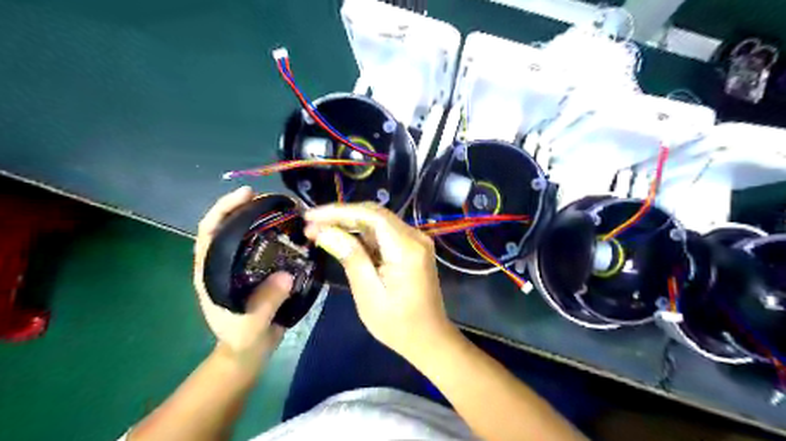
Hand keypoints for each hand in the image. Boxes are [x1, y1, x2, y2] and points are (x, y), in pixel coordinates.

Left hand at [193, 188, 293, 359]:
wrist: (249, 351)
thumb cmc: (242, 339)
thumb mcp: (251, 324)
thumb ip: (266, 302)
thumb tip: (285, 274)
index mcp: (210, 272)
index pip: (209, 232)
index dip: (223, 209)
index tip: (245, 194)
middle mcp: (222, 263)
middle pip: (228, 226)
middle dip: (246, 207)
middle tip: (272, 197)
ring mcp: (240, 266)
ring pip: (247, 234)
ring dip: (262, 218)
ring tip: (285, 209)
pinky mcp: (257, 270)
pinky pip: (266, 246)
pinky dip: (276, 234)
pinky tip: (292, 230)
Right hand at [304, 202, 458, 361]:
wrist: (429, 338)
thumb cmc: (397, 324)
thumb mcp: (368, 293)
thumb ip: (350, 257)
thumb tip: (324, 231)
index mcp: (407, 248)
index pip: (371, 215)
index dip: (339, 211)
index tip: (311, 216)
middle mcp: (416, 237)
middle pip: (375, 214)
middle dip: (341, 216)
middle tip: (311, 224)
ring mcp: (417, 241)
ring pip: (379, 222)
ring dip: (350, 224)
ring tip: (320, 231)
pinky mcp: (413, 248)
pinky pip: (385, 233)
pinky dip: (363, 234)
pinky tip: (343, 239)